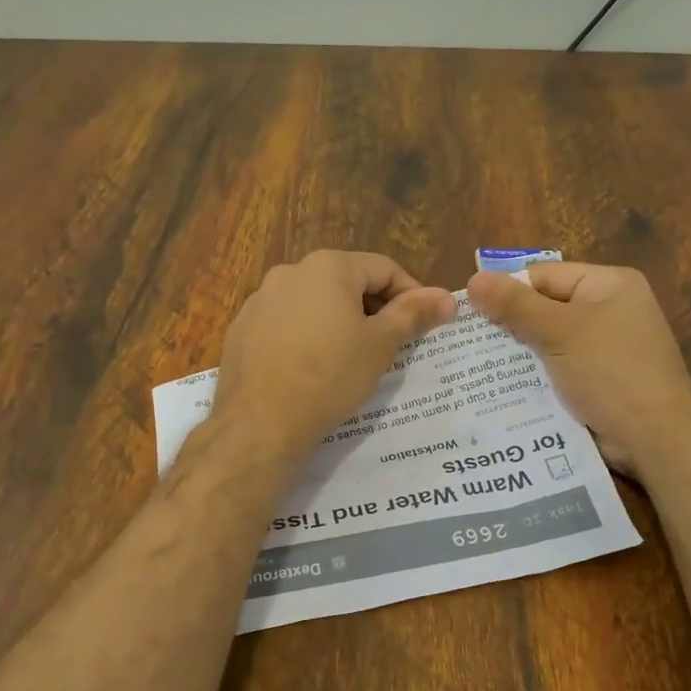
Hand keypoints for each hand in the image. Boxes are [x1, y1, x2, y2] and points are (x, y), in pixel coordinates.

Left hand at [214, 251, 455, 463]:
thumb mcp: (380, 346)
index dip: (411, 295)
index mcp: (328, 267)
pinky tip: (311, 368)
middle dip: (373, 308)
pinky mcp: (242, 328)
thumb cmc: (330, 377)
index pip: (384, 269)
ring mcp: (260, 299)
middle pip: (347, 281)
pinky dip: (306, 336)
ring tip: (351, 359)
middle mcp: (290, 272)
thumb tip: (447, 298)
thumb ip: (414, 314)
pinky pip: (286, 322)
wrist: (260, 424)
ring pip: (314, 302)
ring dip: (339, 321)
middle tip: (390, 346)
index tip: (423, 326)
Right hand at [466, 262, 690, 479]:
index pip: (543, 276)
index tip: (468, 314)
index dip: (506, 292)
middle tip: (465, 342)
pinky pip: (555, 368)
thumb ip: (515, 305)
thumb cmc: (611, 372)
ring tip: (473, 366)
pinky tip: (500, 388)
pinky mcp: (596, 379)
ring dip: (516, 354)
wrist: (656, 440)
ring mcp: (603, 347)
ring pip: (545, 341)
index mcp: (608, 284)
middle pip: (543, 307)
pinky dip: (532, 376)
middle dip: (507, 325)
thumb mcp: (560, 332)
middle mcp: (607, 309)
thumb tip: (474, 280)